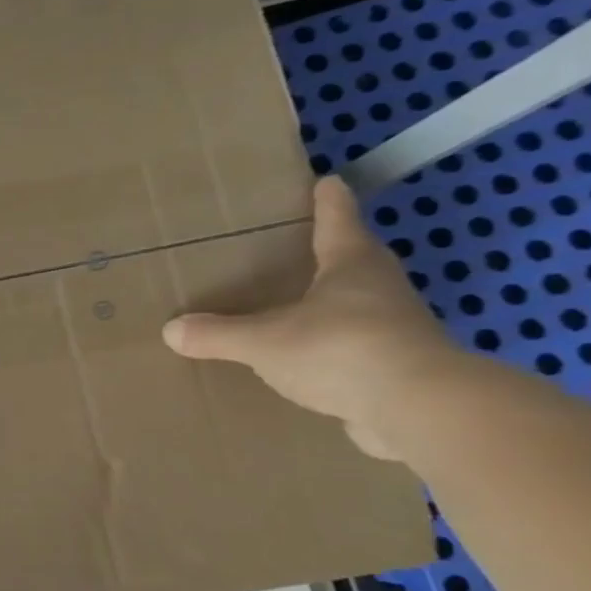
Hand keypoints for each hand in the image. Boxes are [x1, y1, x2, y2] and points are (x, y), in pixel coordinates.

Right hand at [162, 176, 468, 460]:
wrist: (419, 409)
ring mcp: (394, 328)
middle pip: (353, 260)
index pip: (338, 221)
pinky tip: (306, 360)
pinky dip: (331, 347)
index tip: (325, 181)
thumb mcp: (263, 341)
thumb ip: (218, 334)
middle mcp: (379, 289)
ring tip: (292, 307)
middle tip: (297, 247)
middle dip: (329, 252)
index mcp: (352, 266)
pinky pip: (354, 347)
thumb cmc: (340, 350)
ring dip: (330, 303)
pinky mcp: (397, 367)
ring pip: (356, 305)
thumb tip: (171, 329)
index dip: (328, 202)